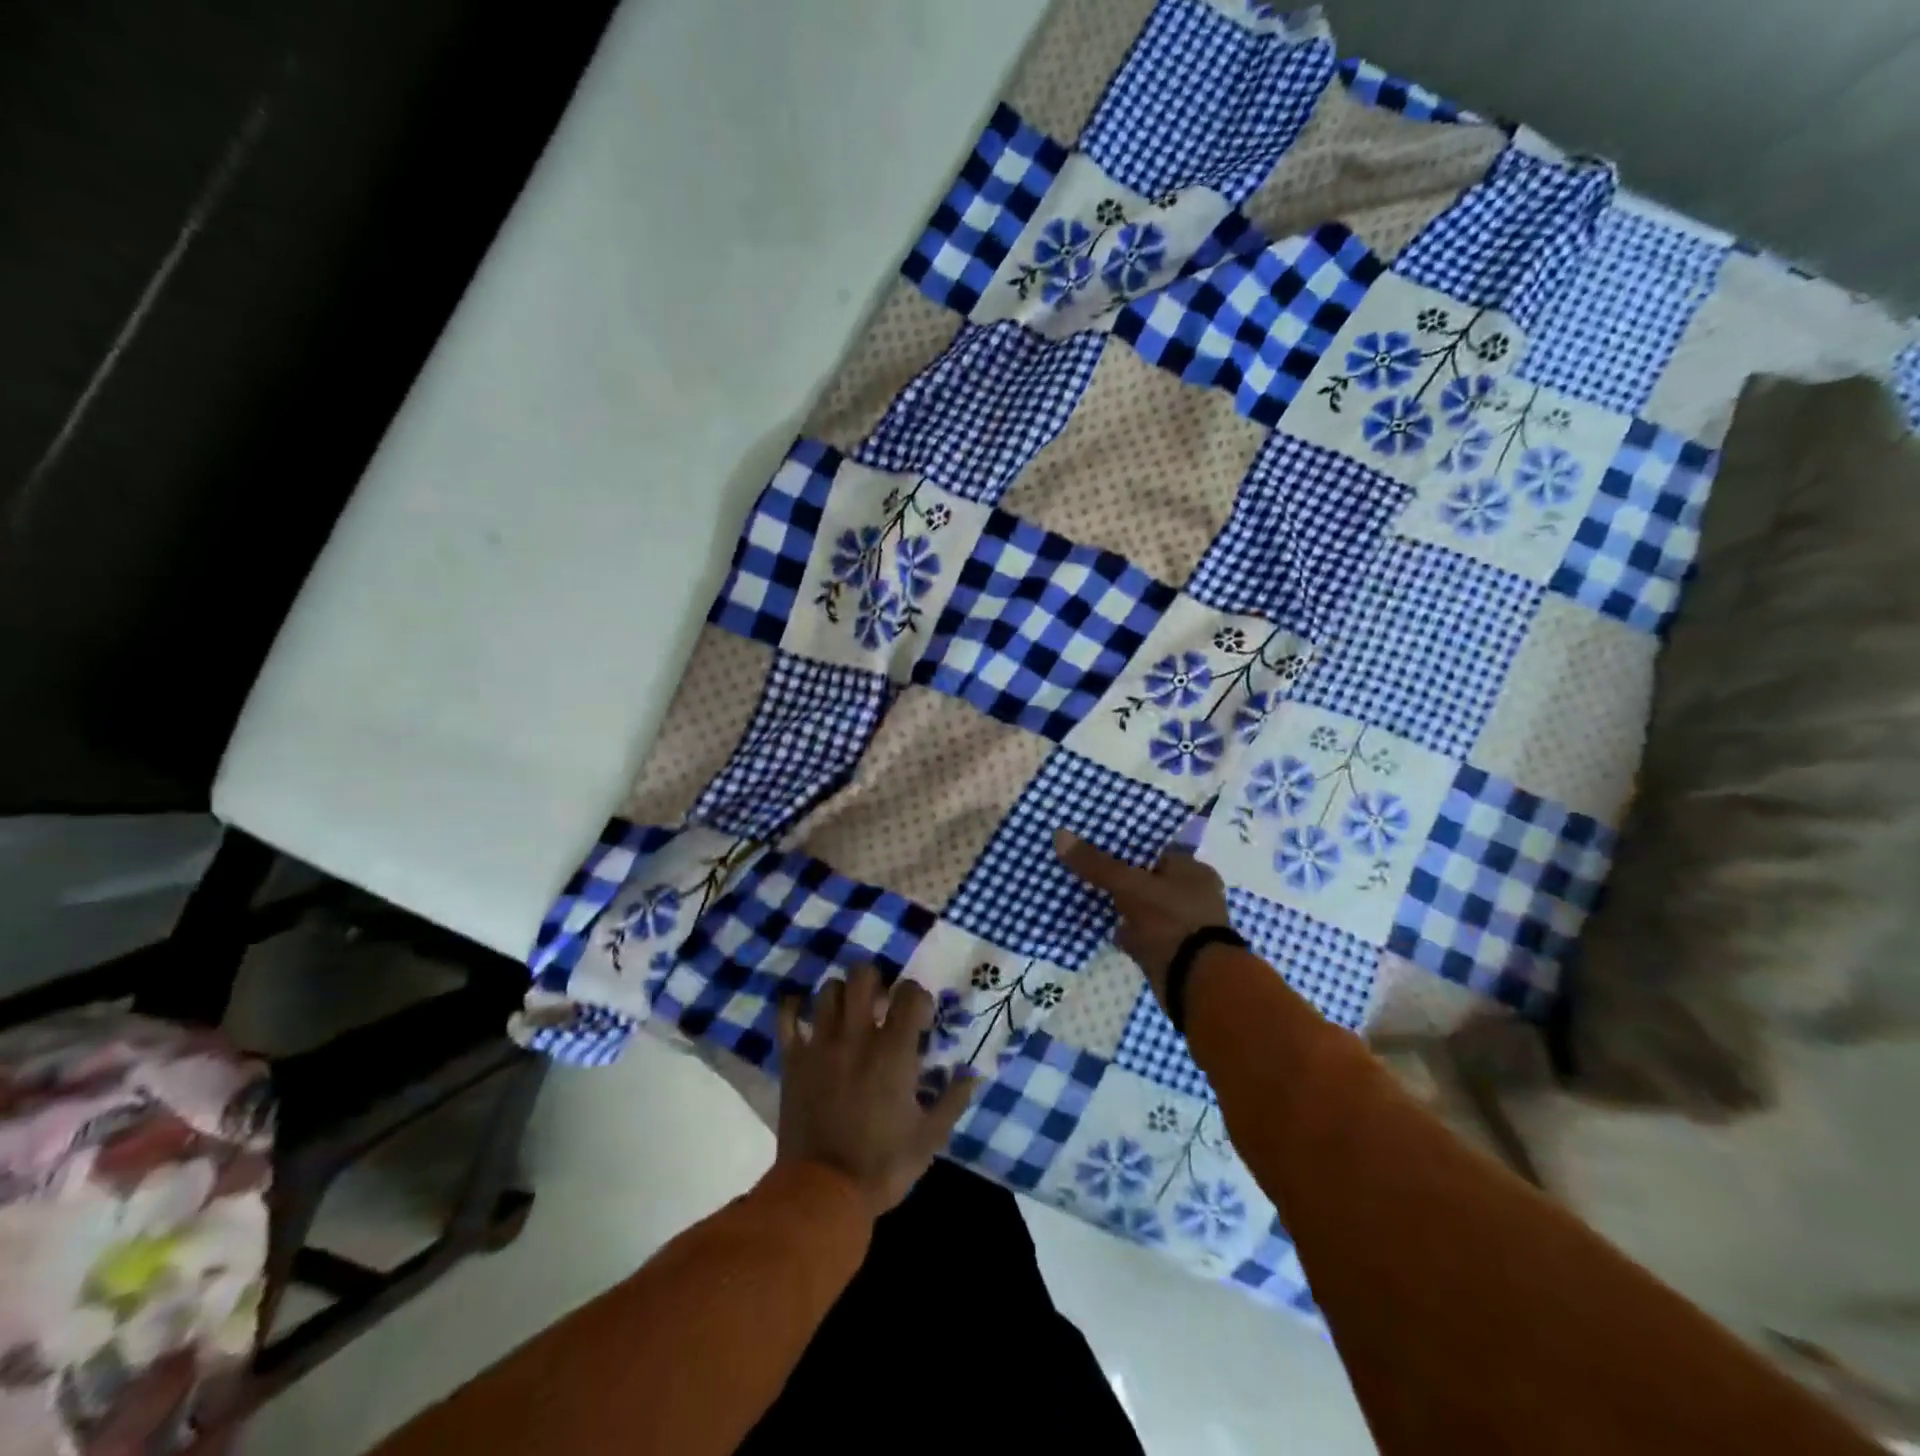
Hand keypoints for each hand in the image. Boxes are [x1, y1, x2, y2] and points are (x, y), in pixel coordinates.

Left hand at [776, 964, 978, 1216]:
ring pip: (828, 990)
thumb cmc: (882, 1165)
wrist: (822, 1194)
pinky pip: (787, 1017)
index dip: (919, 998)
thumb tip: (972, 1072)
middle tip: (881, 1006)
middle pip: (863, 975)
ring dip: (841, 995)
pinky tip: (803, 1012)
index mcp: (894, 1051)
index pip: (910, 993)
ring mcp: (821, 1044)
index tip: (921, 1020)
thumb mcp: (930, 1138)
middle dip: (876, 982)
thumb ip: (953, 1099)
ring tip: (847, 1014)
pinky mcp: (793, 1059)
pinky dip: (794, 1007)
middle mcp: (857, 1036)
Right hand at [1054, 829, 1232, 1003]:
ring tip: (1089, 897)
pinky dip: (1127, 932)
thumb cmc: (1170, 921)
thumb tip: (1059, 834)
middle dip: (1122, 879)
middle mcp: (1194, 895)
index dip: (1127, 848)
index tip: (1097, 845)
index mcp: (1194, 871)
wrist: (1194, 983)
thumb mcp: (1129, 886)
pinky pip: (1143, 934)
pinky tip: (1104, 928)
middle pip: (1149, 880)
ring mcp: (1185, 926)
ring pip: (1144, 908)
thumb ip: (1096, 864)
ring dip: (1123, 908)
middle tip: (1088, 871)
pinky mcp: (1173, 952)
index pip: (1156, 851)